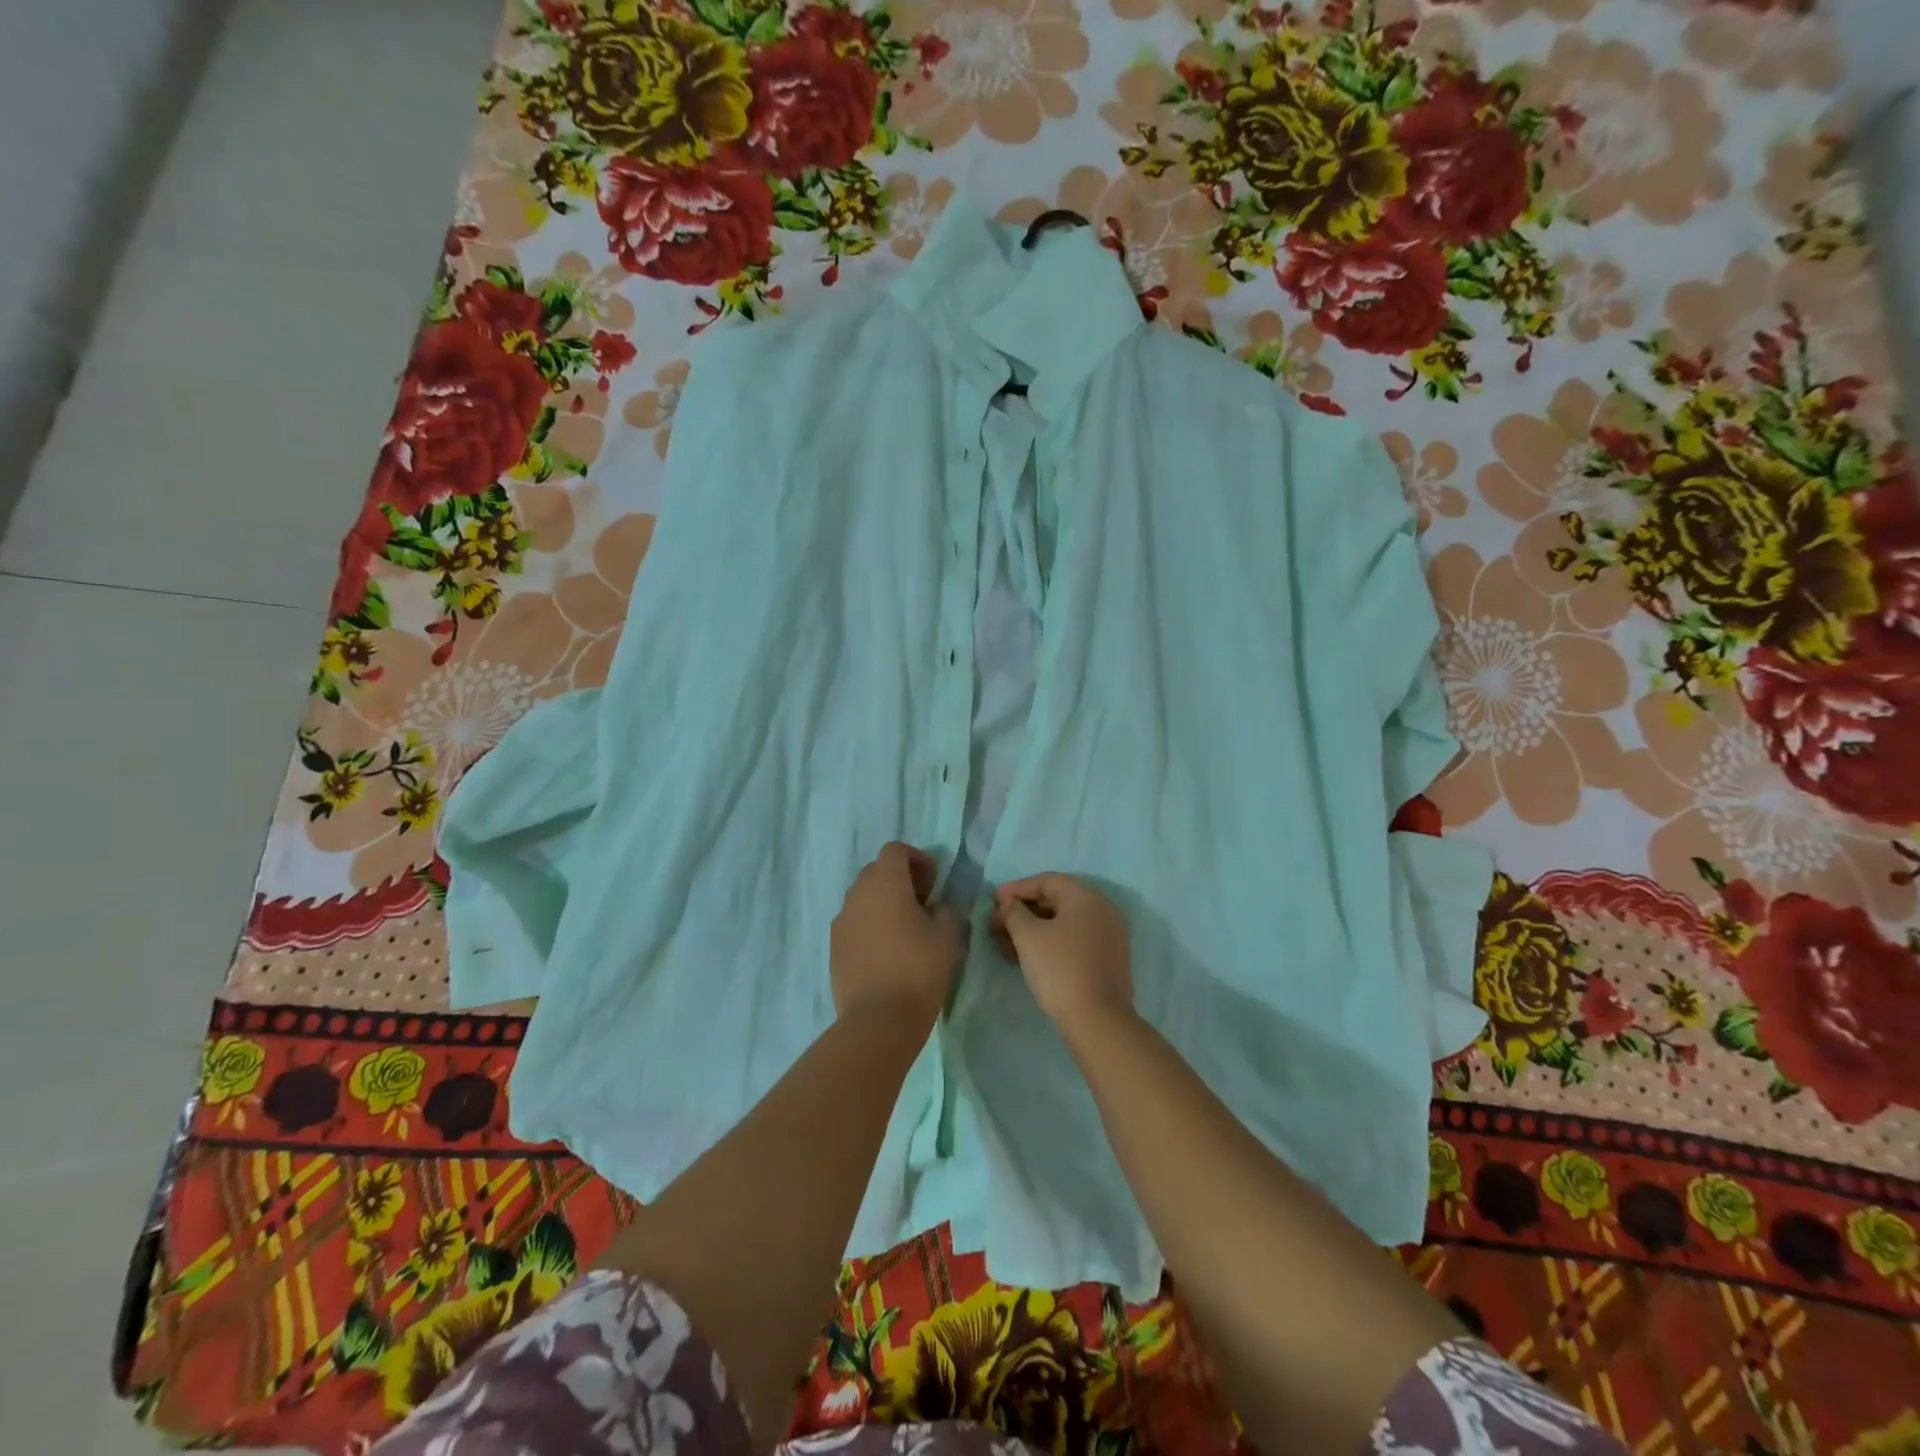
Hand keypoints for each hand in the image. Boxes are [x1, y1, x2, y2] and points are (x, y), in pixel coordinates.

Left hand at [831, 843, 961, 1028]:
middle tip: (922, 904)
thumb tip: (935, 907)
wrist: (878, 1019)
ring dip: (883, 903)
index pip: (895, 850)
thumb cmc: (918, 969)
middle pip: (876, 871)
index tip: (933, 883)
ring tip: (905, 930)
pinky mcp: (833, 948)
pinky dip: (870, 926)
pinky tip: (887, 952)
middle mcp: (857, 894)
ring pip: (863, 898)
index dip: (917, 859)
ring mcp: (841, 922)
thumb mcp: (947, 935)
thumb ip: (945, 910)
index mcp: (885, 882)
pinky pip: (853, 924)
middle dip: (899, 880)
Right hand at [991, 874, 1132, 1030]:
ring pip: (1065, 923)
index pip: (1047, 881)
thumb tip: (1010, 905)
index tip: (994, 901)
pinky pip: (1075, 940)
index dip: (1017, 888)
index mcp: (1086, 897)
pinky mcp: (1109, 959)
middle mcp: (1103, 910)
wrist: (1097, 1019)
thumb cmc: (1059, 968)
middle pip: (1057, 901)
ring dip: (1034, 929)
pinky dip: (1051, 942)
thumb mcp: (1028, 936)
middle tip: (998, 924)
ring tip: (1007, 945)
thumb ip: (1014, 912)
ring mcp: (1110, 936)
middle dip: (1023, 911)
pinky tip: (1030, 957)